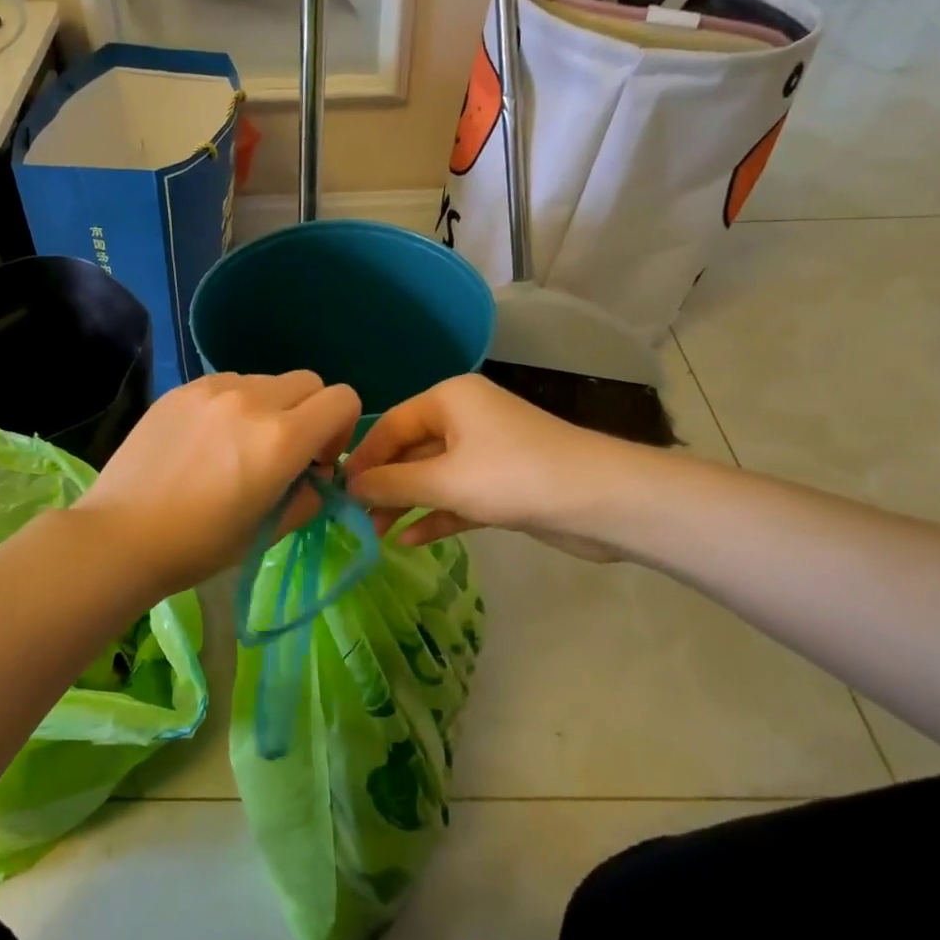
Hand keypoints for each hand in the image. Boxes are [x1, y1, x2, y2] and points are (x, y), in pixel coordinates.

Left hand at [76, 371, 361, 593]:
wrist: (121, 536)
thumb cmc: (199, 546)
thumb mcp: (268, 531)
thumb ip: (309, 497)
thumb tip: (317, 476)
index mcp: (281, 438)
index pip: (343, 399)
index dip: (342, 429)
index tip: (319, 460)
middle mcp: (252, 399)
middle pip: (309, 382)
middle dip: (310, 413)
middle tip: (285, 451)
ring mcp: (212, 389)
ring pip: (266, 380)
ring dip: (270, 407)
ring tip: (239, 445)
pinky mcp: (182, 390)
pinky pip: (228, 384)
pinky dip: (234, 405)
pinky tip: (207, 440)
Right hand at [343, 374, 647, 560]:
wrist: (601, 501)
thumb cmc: (513, 477)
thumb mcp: (443, 480)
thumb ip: (391, 484)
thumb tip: (348, 486)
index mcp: (449, 399)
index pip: (390, 424)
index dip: (362, 458)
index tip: (338, 491)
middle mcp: (465, 417)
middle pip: (409, 450)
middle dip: (383, 485)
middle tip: (354, 520)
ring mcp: (485, 451)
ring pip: (432, 476)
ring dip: (405, 504)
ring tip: (375, 535)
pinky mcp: (502, 484)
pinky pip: (456, 496)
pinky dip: (435, 515)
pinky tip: (410, 540)